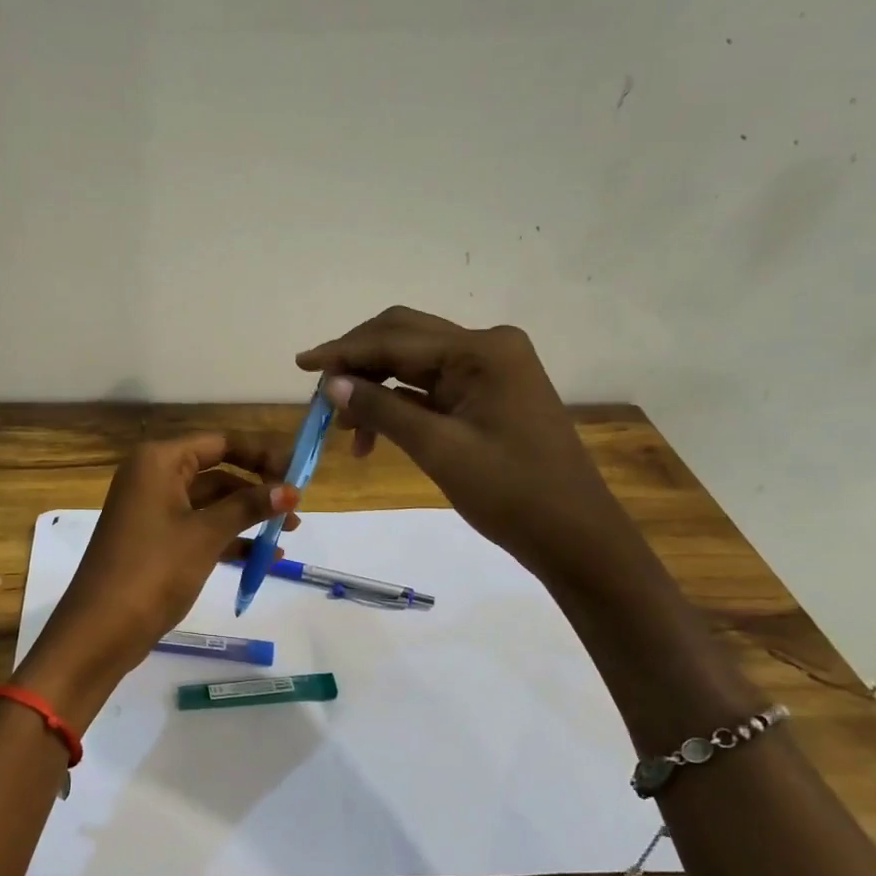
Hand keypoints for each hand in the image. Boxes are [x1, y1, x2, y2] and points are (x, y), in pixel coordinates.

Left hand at [21, 434, 297, 719]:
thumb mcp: (206, 535)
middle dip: (257, 489)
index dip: (261, 454)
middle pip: (217, 472)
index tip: (299, 471)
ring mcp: (152, 510)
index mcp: (159, 461)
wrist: (101, 630)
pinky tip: (262, 558)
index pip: (220, 443)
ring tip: (288, 533)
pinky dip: (227, 539)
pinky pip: (198, 528)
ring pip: (210, 503)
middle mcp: (153, 477)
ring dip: (246, 516)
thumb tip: (291, 489)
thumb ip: (249, 507)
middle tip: (296, 508)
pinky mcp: (154, 541)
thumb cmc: (154, 569)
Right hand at [297, 307, 644, 583]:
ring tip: (343, 428)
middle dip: (357, 362)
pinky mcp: (487, 394)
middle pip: (403, 339)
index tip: (301, 364)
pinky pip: (431, 387)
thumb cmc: (511, 493)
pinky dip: (398, 404)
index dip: (343, 351)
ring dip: (375, 387)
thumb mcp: (438, 449)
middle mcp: (486, 347)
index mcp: (482, 350)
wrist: (575, 536)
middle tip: (319, 392)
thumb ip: (382, 410)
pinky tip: (373, 433)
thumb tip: (331, 383)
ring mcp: (490, 370)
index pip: (396, 339)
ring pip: (413, 364)